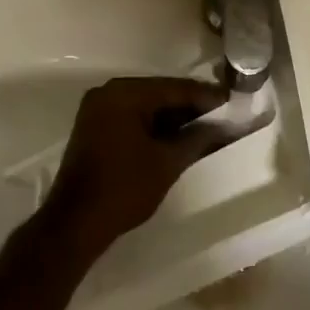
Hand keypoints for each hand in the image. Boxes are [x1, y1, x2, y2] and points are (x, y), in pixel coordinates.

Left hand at [41, 77, 231, 252]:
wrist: (76, 221)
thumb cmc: (124, 188)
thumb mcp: (168, 162)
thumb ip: (197, 138)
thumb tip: (221, 127)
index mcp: (125, 93)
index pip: (174, 88)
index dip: (206, 97)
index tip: (233, 103)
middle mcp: (108, 92)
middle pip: (159, 92)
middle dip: (190, 106)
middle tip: (222, 115)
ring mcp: (97, 109)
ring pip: (145, 106)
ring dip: (172, 117)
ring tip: (205, 128)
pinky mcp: (93, 127)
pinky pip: (130, 117)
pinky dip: (153, 125)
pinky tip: (177, 137)